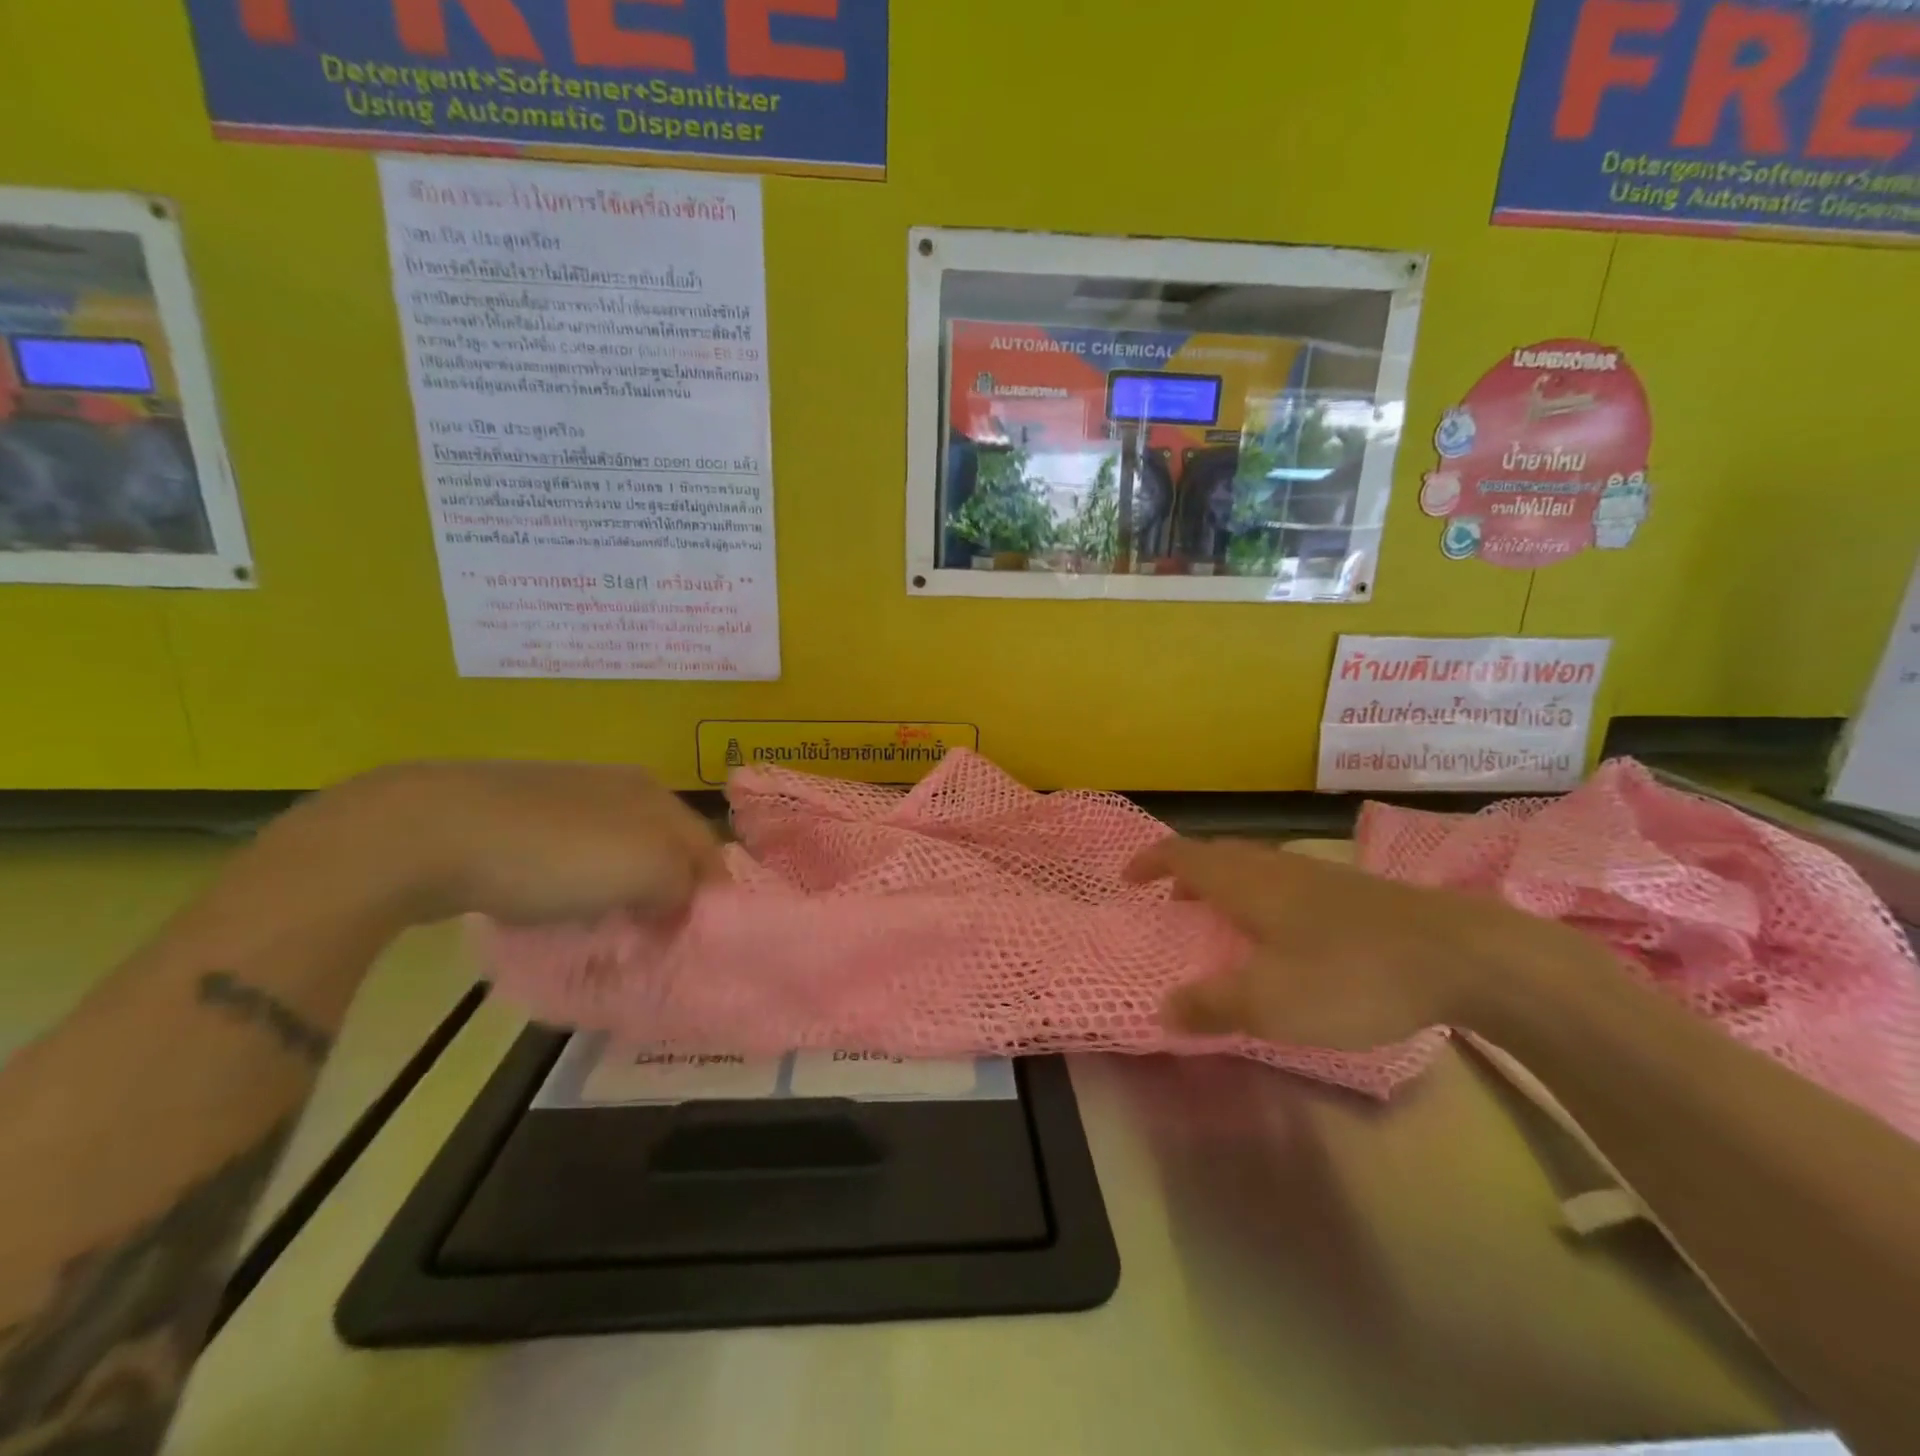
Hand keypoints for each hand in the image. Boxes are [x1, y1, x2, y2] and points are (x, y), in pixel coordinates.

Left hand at [308, 761, 725, 927]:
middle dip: (665, 893)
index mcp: (657, 793)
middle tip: (652, 939)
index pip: (707, 847)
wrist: (432, 831)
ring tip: (603, 929)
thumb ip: (684, 886)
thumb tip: (686, 900)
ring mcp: (567, 794)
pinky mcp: (518, 812)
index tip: (693, 940)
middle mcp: (621, 785)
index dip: (709, 895)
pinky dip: (573, 883)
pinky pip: (568, 853)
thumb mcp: (647, 872)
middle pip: (663, 848)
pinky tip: (552, 904)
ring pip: (616, 850)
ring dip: (619, 890)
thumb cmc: (557, 855)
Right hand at [1124, 836, 1570, 1048]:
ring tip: (1222, 923)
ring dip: (1226, 886)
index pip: (1183, 854)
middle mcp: (1276, 866)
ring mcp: (1318, 874)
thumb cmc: (1349, 974)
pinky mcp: (1353, 892)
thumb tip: (1163, 1011)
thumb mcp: (1270, 1003)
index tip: (1128, 879)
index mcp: (1246, 881)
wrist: (1463, 956)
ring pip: (1255, 868)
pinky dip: (1262, 898)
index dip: (1151, 862)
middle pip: (1218, 855)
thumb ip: (1211, 1006)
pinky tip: (1285, 937)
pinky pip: (1285, 883)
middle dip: (1187, 875)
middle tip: (1172, 906)